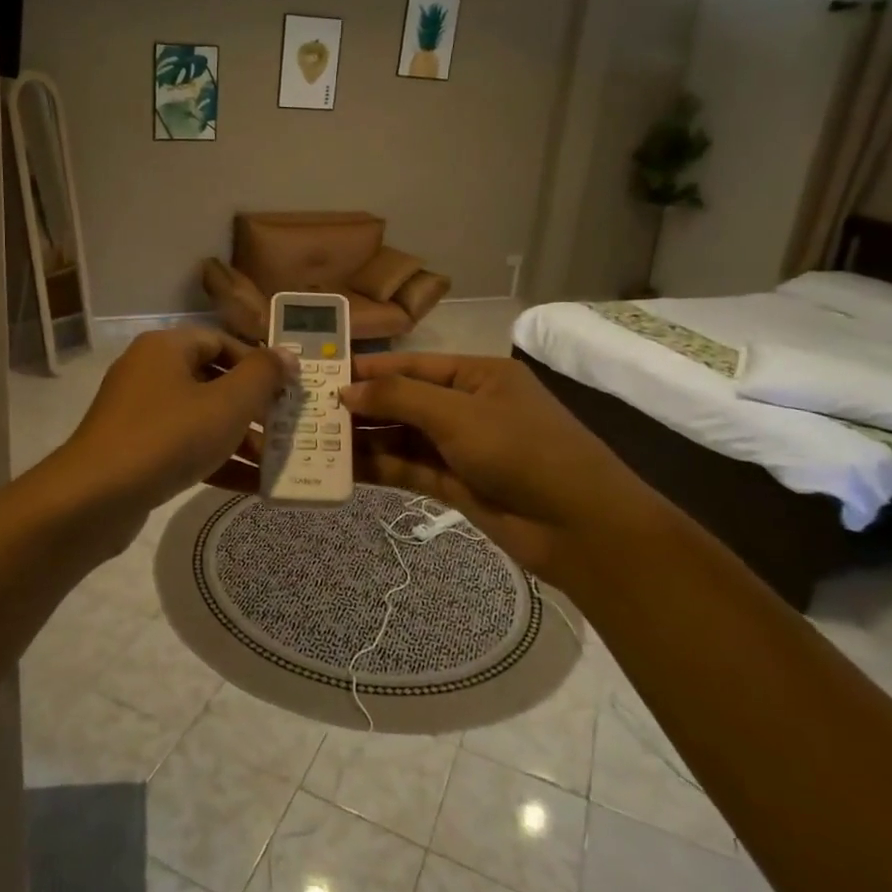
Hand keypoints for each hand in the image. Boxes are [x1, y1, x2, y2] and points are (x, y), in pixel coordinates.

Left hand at [59, 327, 293, 526]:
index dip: (258, 362)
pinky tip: (252, 485)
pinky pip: (184, 446)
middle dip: (252, 406)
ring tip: (276, 461)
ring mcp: (138, 413)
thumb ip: (262, 376)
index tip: (287, 388)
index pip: (221, 341)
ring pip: (200, 417)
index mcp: (166, 348)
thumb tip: (287, 355)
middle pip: (212, 380)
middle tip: (286, 426)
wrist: (94, 498)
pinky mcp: (135, 450)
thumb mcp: (227, 404)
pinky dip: (215, 460)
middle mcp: (149, 372)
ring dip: (239, 437)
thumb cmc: (168, 437)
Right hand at [340, 353, 662, 582]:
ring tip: (317, 440)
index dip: (370, 370)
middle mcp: (469, 407)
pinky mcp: (458, 484)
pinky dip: (381, 466)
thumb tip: (347, 391)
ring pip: (404, 437)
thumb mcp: (458, 414)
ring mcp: (463, 448)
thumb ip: (399, 398)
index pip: (413, 364)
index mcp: (478, 375)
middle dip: (363, 406)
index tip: (325, 376)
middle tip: (310, 412)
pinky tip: (345, 467)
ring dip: (366, 438)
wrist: (581, 527)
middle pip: (406, 401)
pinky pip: (410, 468)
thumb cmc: (522, 450)